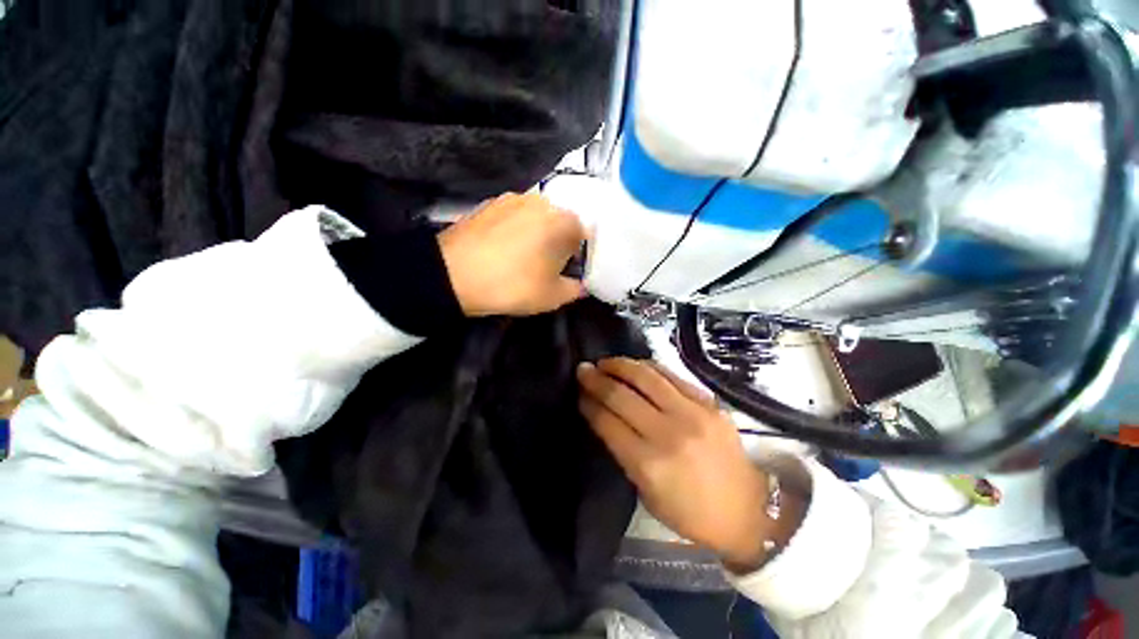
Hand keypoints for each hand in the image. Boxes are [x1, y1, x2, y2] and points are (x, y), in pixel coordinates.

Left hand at [438, 193, 586, 316]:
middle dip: (558, 243)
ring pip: (537, 217)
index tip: (566, 271)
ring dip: (536, 234)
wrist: (453, 274)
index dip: (578, 255)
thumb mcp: (552, 297)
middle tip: (545, 266)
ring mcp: (513, 198)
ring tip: (520, 257)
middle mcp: (542, 201)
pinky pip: (514, 215)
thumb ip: (575, 289)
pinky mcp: (490, 202)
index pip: (584, 235)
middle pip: (560, 222)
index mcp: (563, 221)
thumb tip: (581, 285)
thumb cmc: (512, 285)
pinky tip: (502, 248)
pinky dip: (515, 229)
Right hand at [578, 358, 790, 570]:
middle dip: (596, 379)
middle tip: (583, 369)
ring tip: (605, 362)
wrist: (748, 509)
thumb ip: (624, 452)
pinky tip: (635, 365)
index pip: (607, 421)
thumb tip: (603, 416)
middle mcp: (668, 433)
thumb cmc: (691, 512)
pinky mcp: (708, 402)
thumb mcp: (647, 493)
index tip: (579, 392)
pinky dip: (648, 366)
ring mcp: (691, 413)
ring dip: (620, 365)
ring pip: (646, 376)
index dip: (588, 403)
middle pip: (622, 395)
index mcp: (649, 464)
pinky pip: (671, 375)